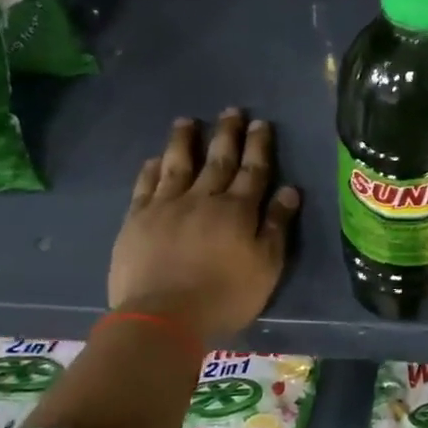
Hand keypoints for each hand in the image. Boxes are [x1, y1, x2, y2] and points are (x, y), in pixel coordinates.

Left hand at [108, 110, 300, 341]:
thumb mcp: (266, 267)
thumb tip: (290, 191)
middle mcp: (203, 199)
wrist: (163, 316)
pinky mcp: (137, 220)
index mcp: (238, 211)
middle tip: (231, 111)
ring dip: (184, 141)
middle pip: (218, 160)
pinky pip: (145, 186)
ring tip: (187, 121)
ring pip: (178, 165)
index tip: (261, 123)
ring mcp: (166, 207)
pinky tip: (154, 159)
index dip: (258, 146)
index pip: (253, 171)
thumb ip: (276, 226)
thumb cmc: (225, 296)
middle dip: (227, 134)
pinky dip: (151, 169)